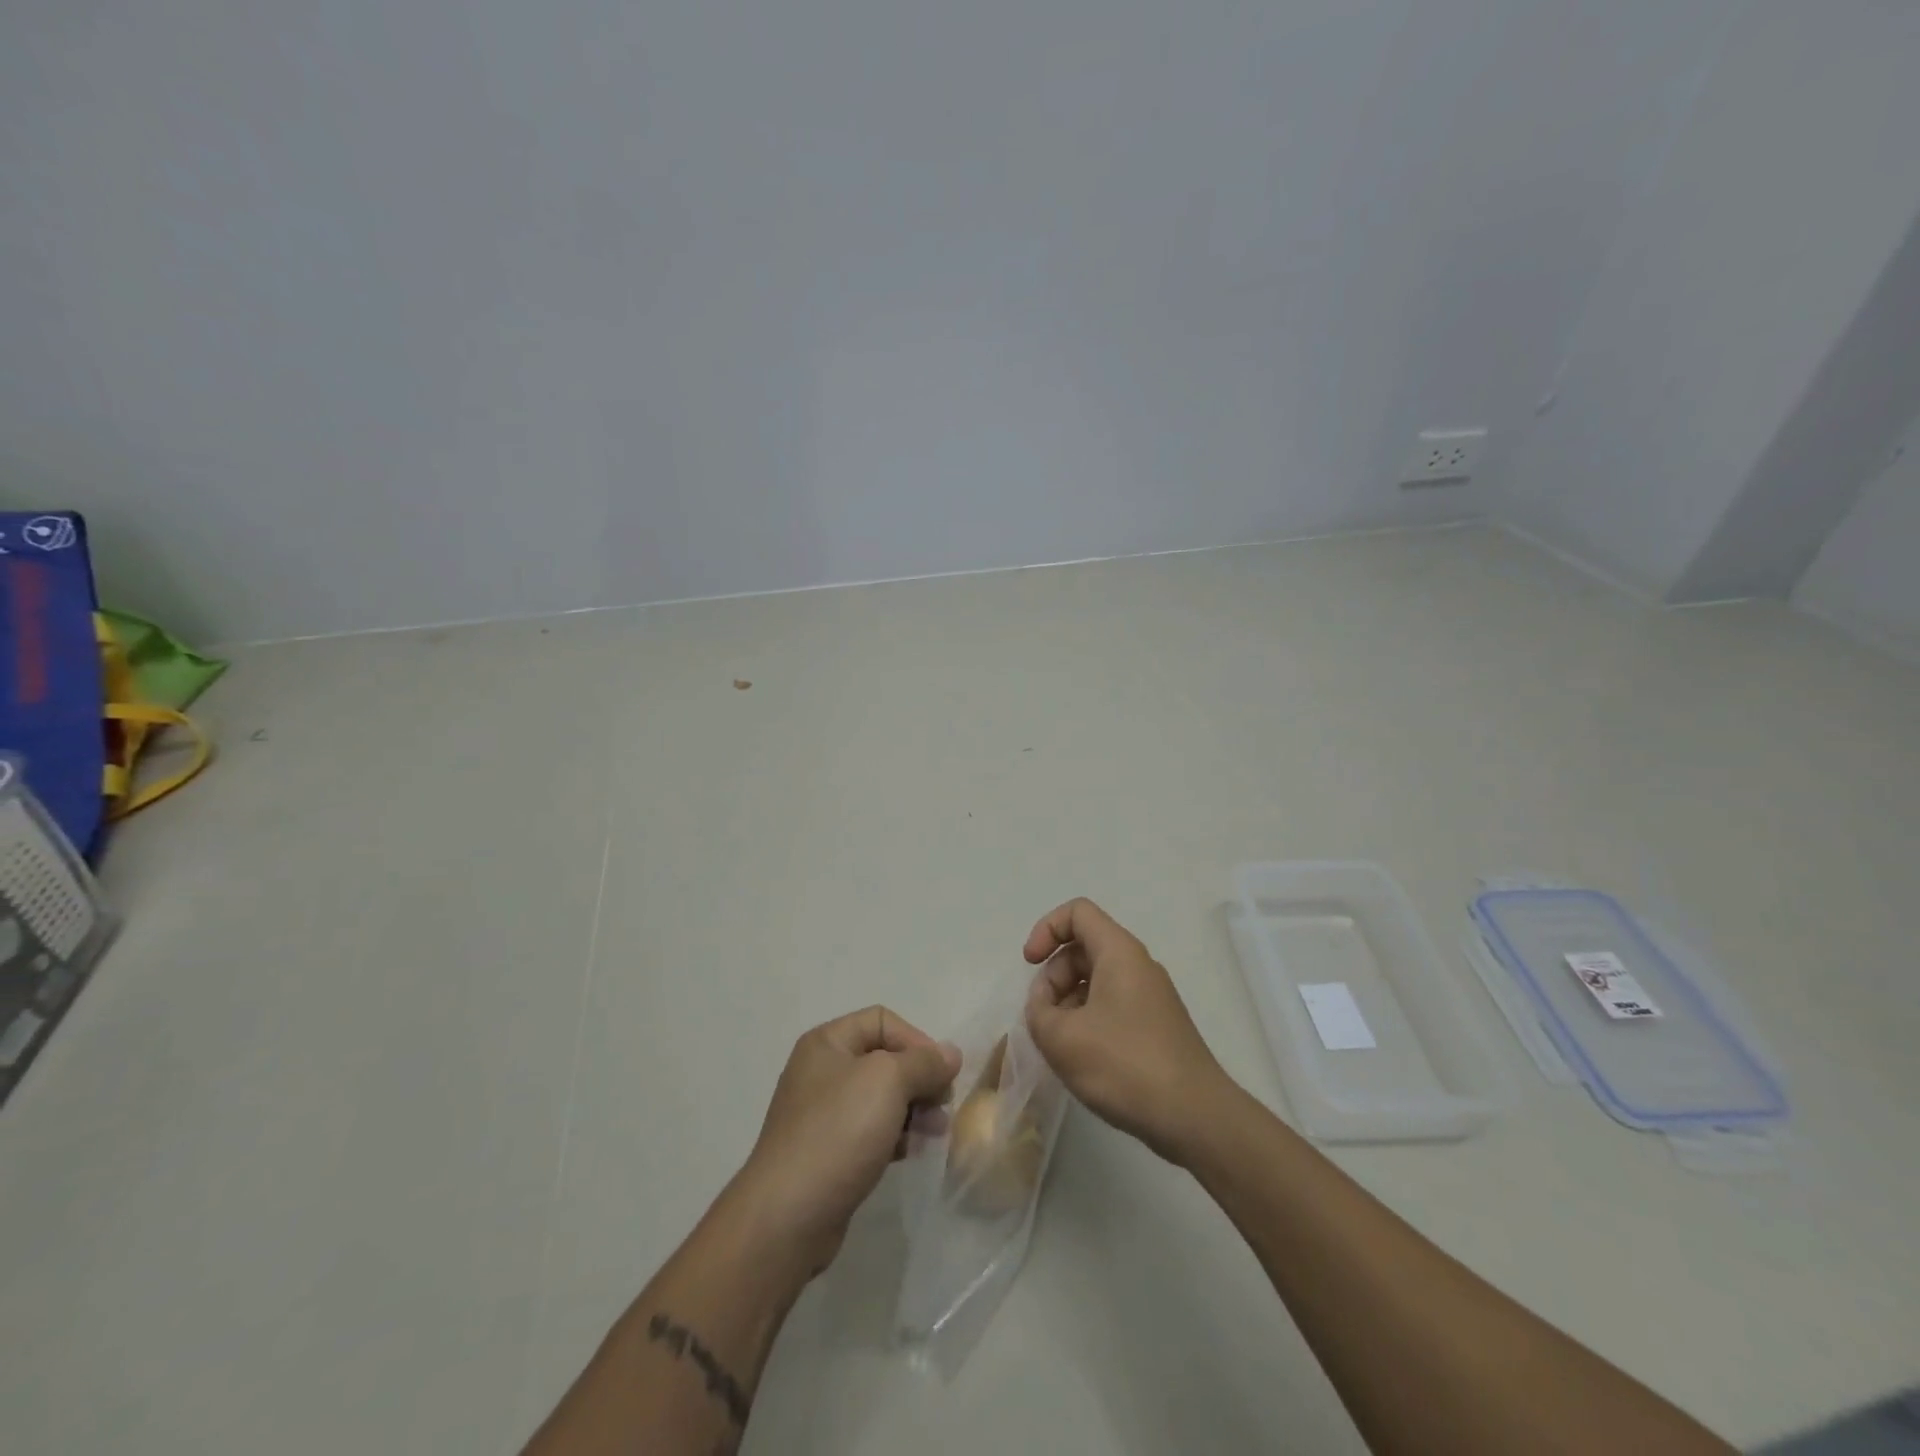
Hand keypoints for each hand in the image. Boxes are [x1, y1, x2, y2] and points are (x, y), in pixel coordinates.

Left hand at [729, 1006, 959, 1273]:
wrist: (788, 1216)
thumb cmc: (838, 1132)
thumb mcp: (888, 1081)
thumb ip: (924, 1062)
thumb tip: (950, 1054)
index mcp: (827, 1042)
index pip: (883, 1021)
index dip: (916, 1040)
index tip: (941, 1073)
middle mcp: (822, 1071)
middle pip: (884, 1059)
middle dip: (919, 1079)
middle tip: (943, 1105)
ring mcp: (823, 1113)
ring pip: (881, 1098)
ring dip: (914, 1109)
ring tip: (936, 1132)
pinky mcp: (829, 1152)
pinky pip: (871, 1131)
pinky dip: (895, 1136)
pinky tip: (911, 1152)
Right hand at [1024, 898, 1232, 1163]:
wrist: (1195, 1117)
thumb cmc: (1125, 1066)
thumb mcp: (1062, 1038)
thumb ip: (1038, 1011)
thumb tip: (1045, 1004)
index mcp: (1119, 953)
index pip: (1077, 912)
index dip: (1046, 930)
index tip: (1030, 965)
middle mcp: (1138, 965)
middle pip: (1084, 947)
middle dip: (1054, 976)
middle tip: (1044, 1018)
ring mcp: (1151, 996)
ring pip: (1096, 979)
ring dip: (1068, 1002)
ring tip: (1060, 1044)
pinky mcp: (1156, 1025)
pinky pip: (1112, 1005)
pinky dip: (1088, 1020)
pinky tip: (1083, 1059)